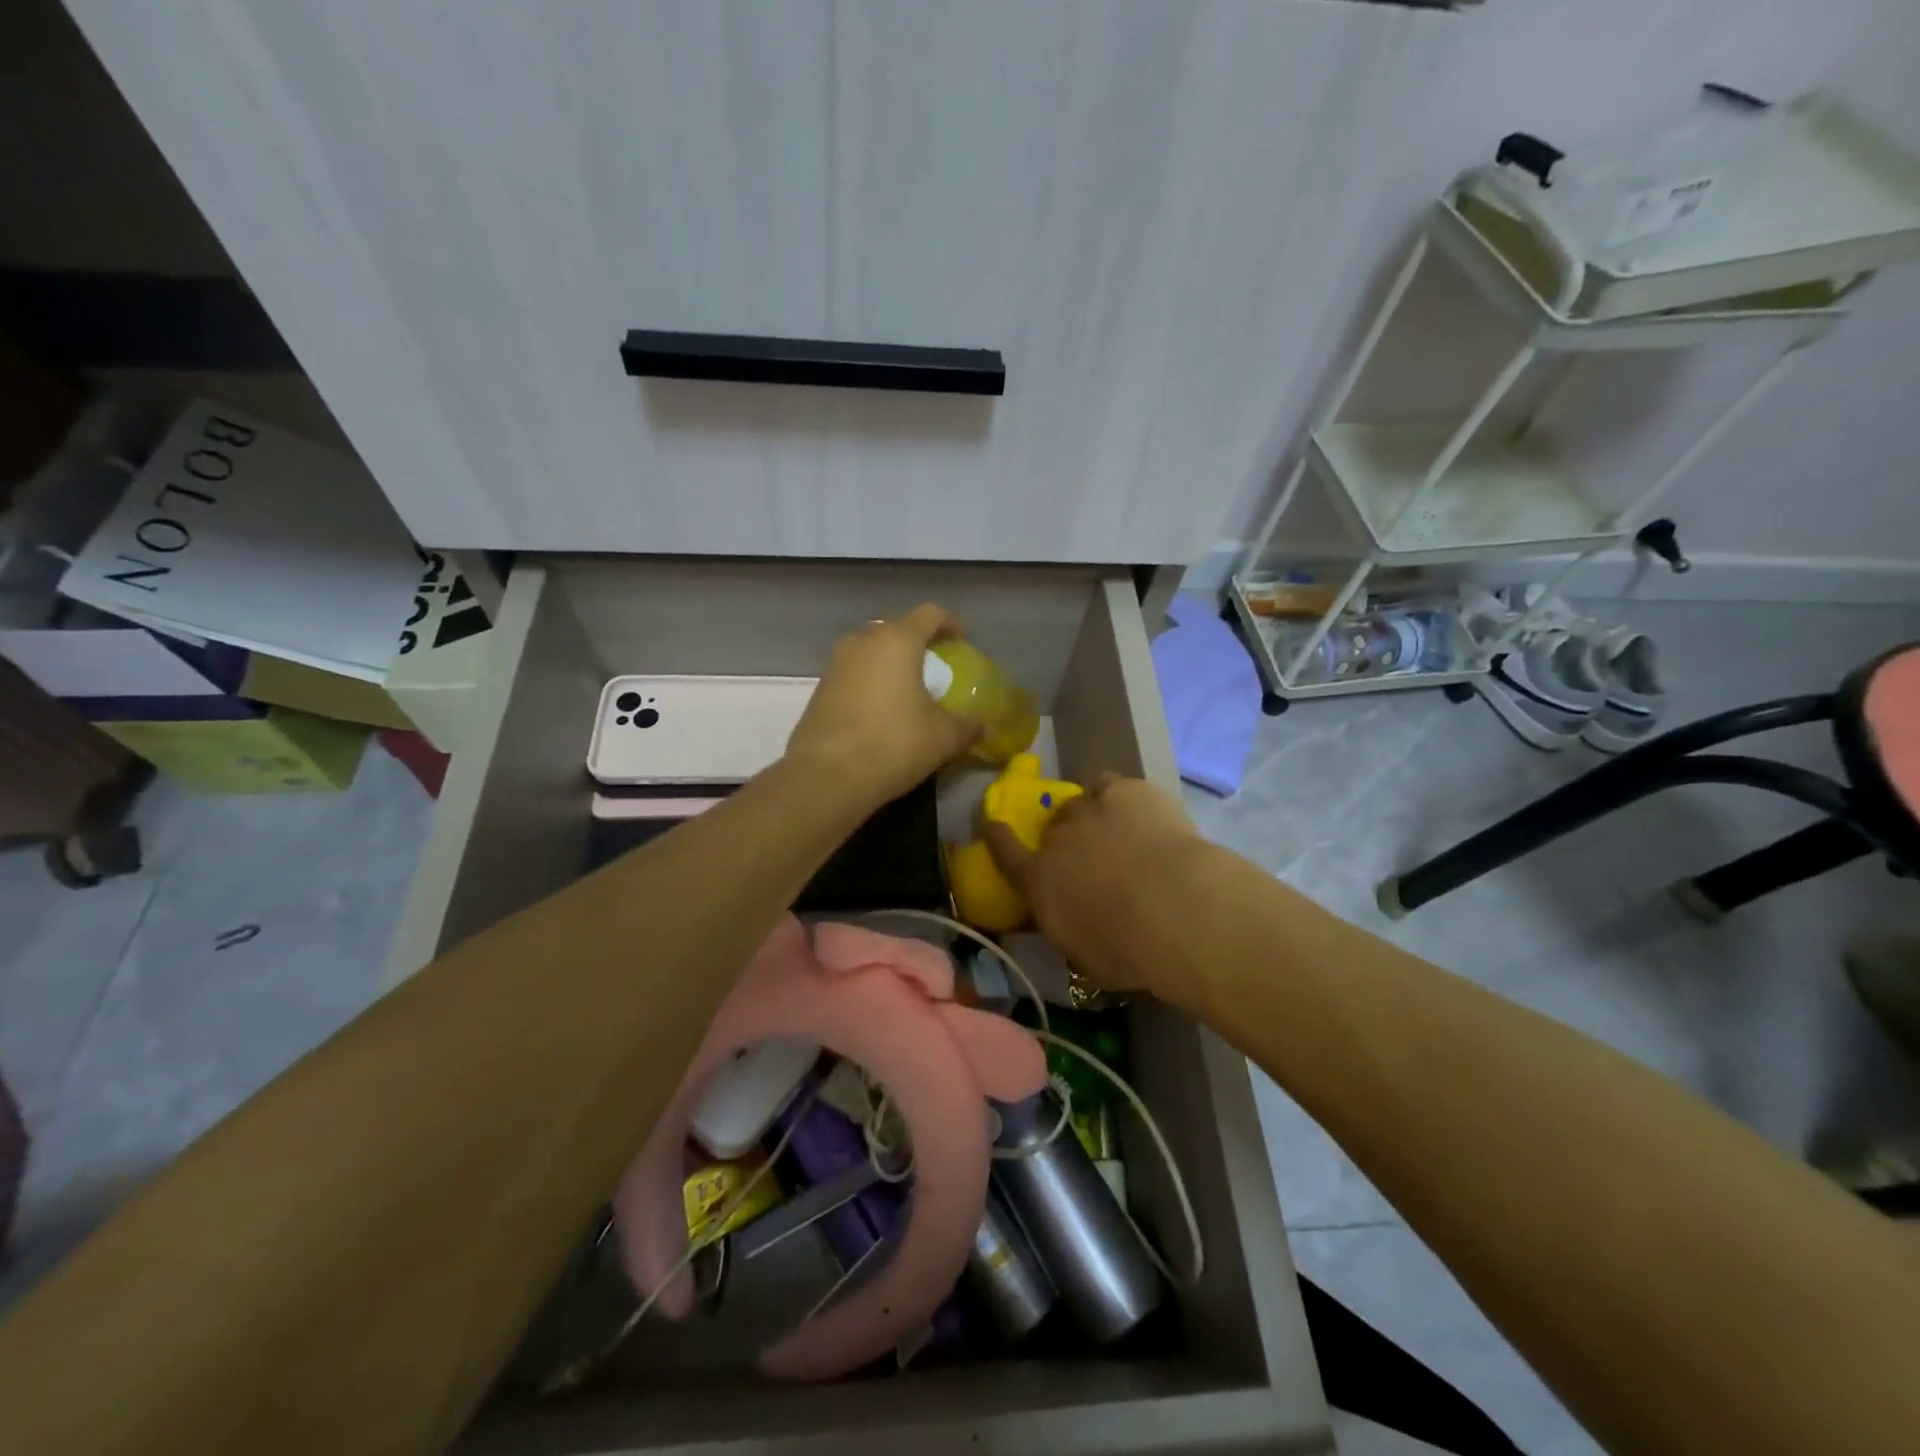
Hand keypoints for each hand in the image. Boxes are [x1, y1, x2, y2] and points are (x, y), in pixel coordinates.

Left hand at [786, 604, 981, 807]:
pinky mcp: (819, 690)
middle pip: (896, 630)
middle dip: (917, 644)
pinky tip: (881, 713)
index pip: (929, 614)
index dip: (949, 623)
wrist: (826, 777)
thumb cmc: (893, 744)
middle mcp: (862, 642)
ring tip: (908, 691)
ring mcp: (835, 665)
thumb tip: (986, 727)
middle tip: (935, 667)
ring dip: (890, 665)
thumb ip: (968, 727)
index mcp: (896, 640)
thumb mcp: (943, 738)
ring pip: (870, 652)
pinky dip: (871, 684)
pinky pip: (853, 675)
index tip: (960, 638)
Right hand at [985, 774, 1213, 1005]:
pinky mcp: (1126, 790)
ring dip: (1092, 815)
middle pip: (1053, 827)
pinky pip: (1112, 785)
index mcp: (1039, 881)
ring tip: (1117, 830)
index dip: (997, 837)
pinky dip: (1121, 797)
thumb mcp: (1084, 956)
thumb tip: (1072, 919)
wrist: (1177, 910)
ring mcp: (1090, 808)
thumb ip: (1068, 928)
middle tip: (1090, 855)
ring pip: (1080, 802)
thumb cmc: (1128, 951)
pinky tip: (1141, 811)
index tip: (992, 825)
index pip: (1006, 853)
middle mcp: (1058, 839)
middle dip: (1065, 839)